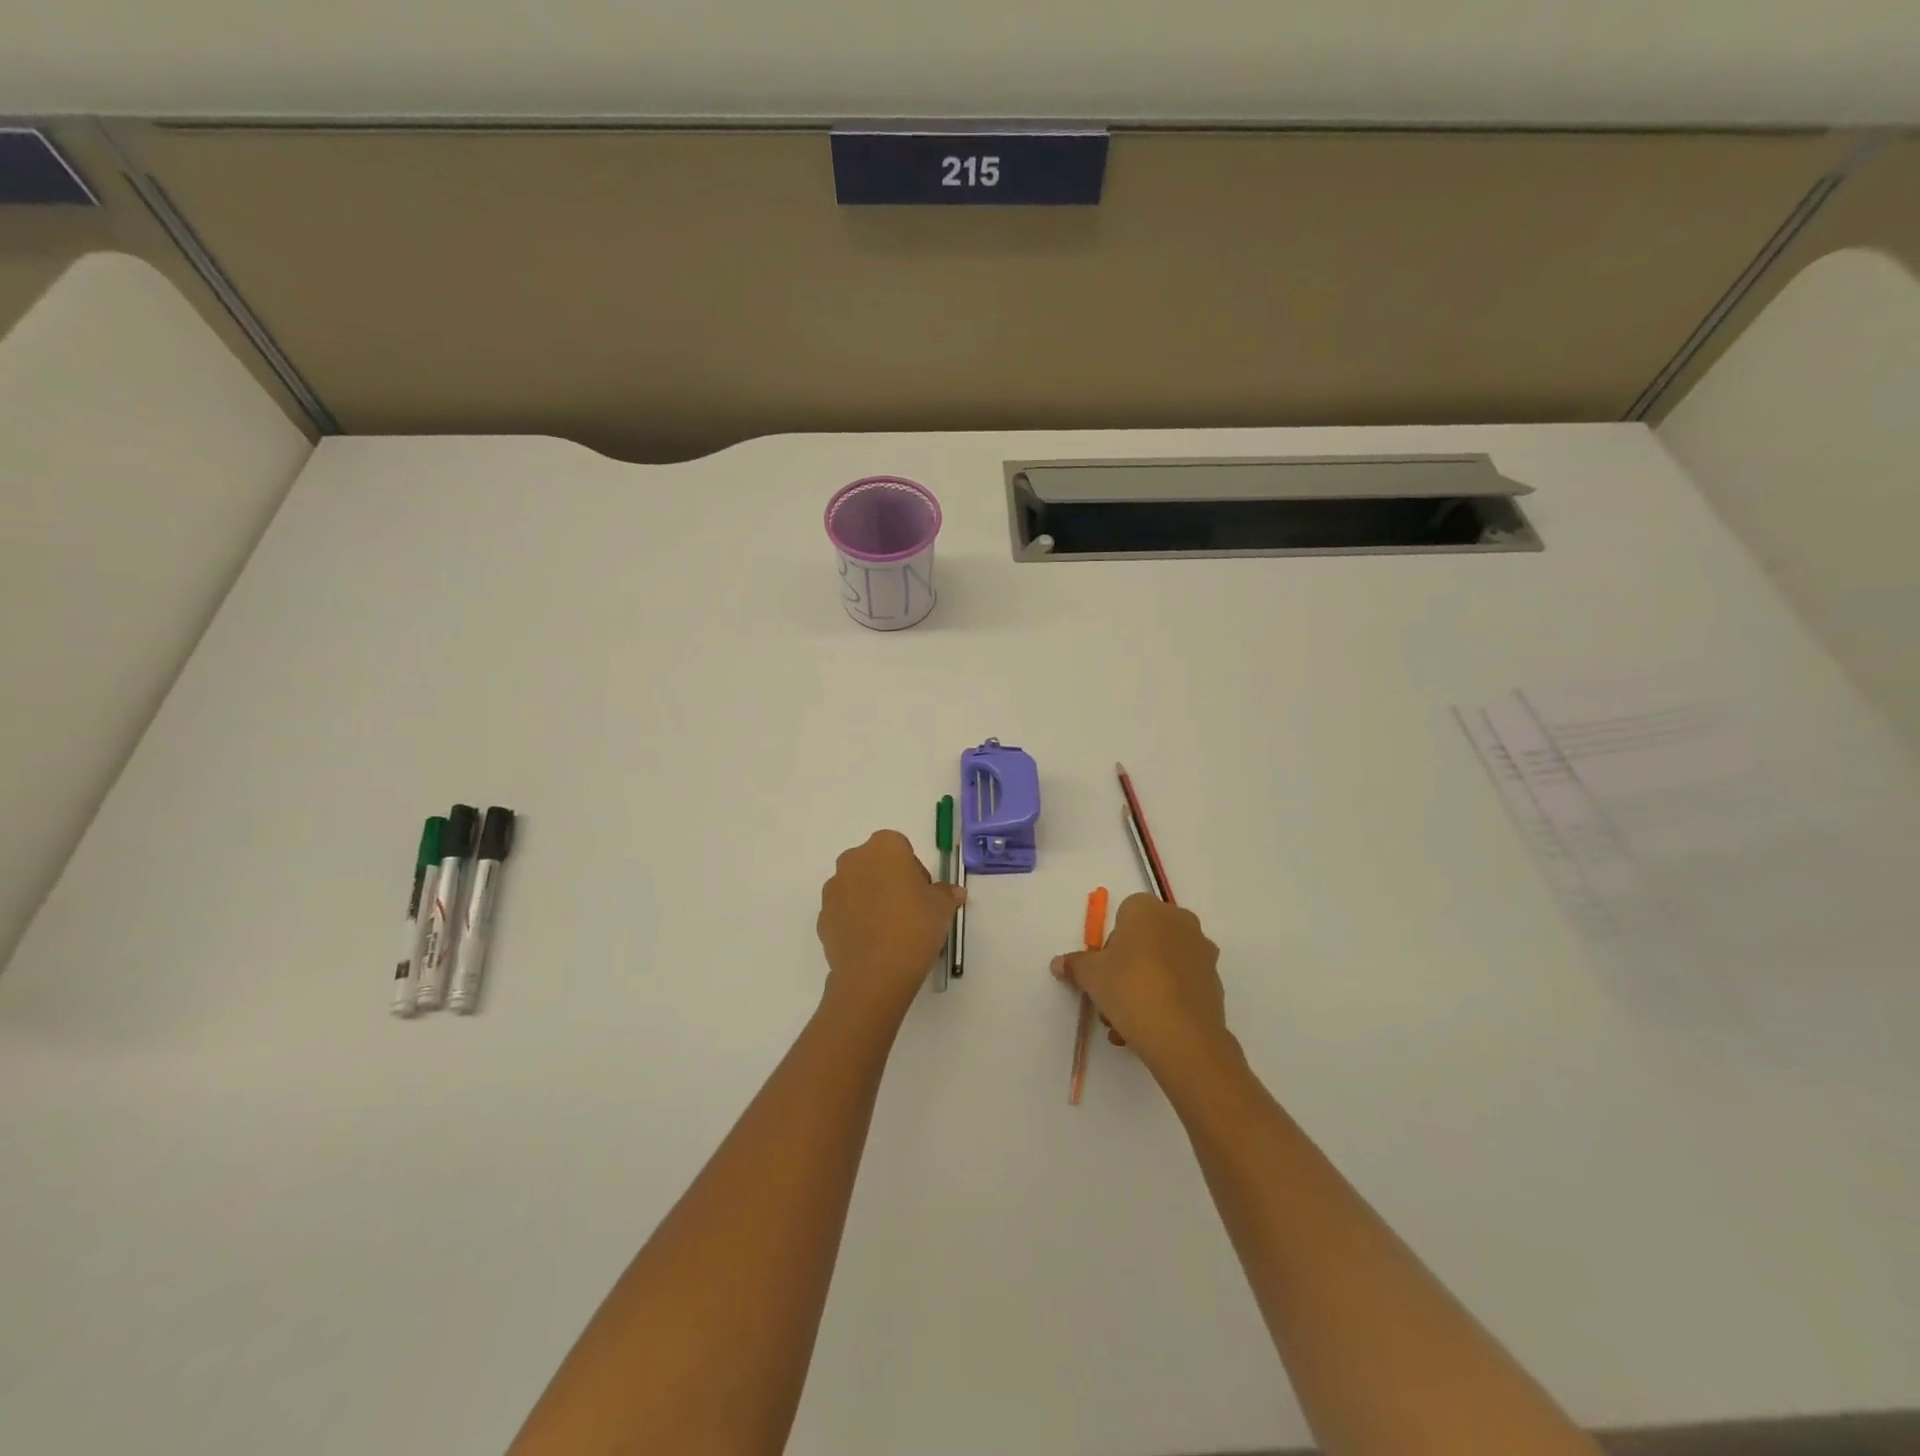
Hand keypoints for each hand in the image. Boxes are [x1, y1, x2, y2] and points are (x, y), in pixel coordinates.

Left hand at [818, 830, 963, 1017]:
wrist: (874, 973)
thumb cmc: (914, 927)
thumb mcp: (942, 908)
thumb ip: (946, 894)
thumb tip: (953, 892)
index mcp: (884, 848)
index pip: (901, 847)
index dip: (914, 869)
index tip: (923, 894)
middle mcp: (853, 860)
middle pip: (875, 863)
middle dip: (890, 880)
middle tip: (909, 910)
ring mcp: (833, 889)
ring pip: (857, 886)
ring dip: (870, 899)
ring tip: (889, 930)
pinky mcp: (822, 917)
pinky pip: (844, 911)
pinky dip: (856, 920)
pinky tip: (872, 943)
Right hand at [1052, 894, 1233, 1081]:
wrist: (1183, 1036)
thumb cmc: (1129, 989)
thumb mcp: (1090, 976)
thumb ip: (1074, 965)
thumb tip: (1058, 964)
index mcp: (1148, 909)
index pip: (1123, 915)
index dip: (1110, 944)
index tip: (1103, 971)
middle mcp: (1179, 921)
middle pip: (1144, 940)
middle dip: (1126, 967)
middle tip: (1112, 998)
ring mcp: (1202, 951)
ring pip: (1162, 964)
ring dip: (1144, 987)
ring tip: (1126, 1024)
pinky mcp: (1215, 981)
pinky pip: (1181, 984)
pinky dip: (1166, 999)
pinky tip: (1151, 1028)